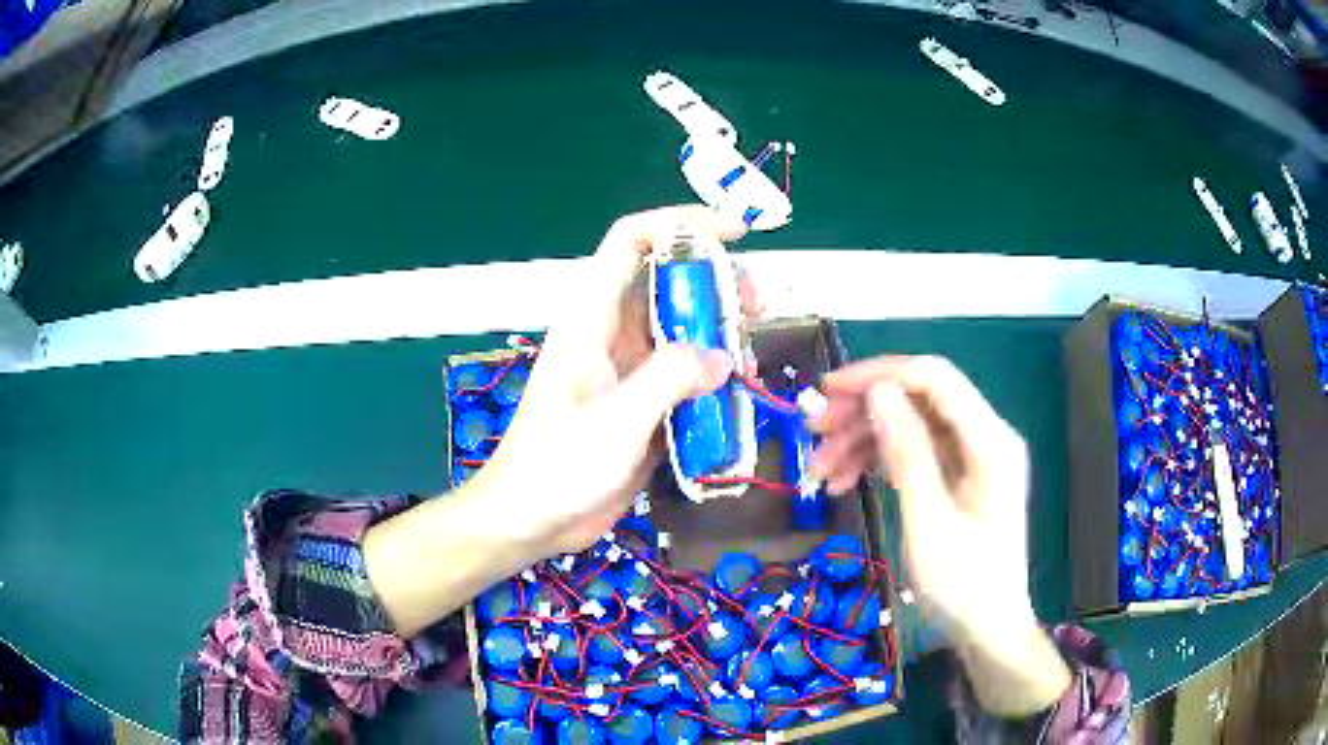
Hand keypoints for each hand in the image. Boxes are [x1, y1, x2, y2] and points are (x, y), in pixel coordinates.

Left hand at [471, 205, 760, 555]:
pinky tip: (738, 393)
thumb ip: (669, 379)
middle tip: (757, 307)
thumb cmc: (558, 466)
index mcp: (593, 318)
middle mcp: (613, 333)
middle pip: (669, 281)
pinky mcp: (644, 404)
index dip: (680, 223)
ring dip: (721, 332)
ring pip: (683, 328)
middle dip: (717, 282)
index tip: (734, 231)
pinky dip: (715, 375)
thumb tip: (721, 357)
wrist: (532, 519)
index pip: (632, 241)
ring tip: (752, 355)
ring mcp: (630, 369)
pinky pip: (686, 373)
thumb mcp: (616, 420)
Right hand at [810, 356, 1070, 715]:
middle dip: (865, 410)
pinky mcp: (959, 478)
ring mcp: (972, 458)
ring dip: (864, 440)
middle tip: (813, 431)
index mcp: (989, 441)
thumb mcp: (928, 521)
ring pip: (911, 426)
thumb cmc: (963, 585)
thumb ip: (908, 452)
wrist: (989, 631)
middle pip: (920, 399)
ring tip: (820, 470)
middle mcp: (984, 437)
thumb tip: (879, 390)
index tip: (828, 389)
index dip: (880, 374)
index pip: (934, 378)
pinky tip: (844, 482)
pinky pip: (915, 454)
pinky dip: (879, 463)